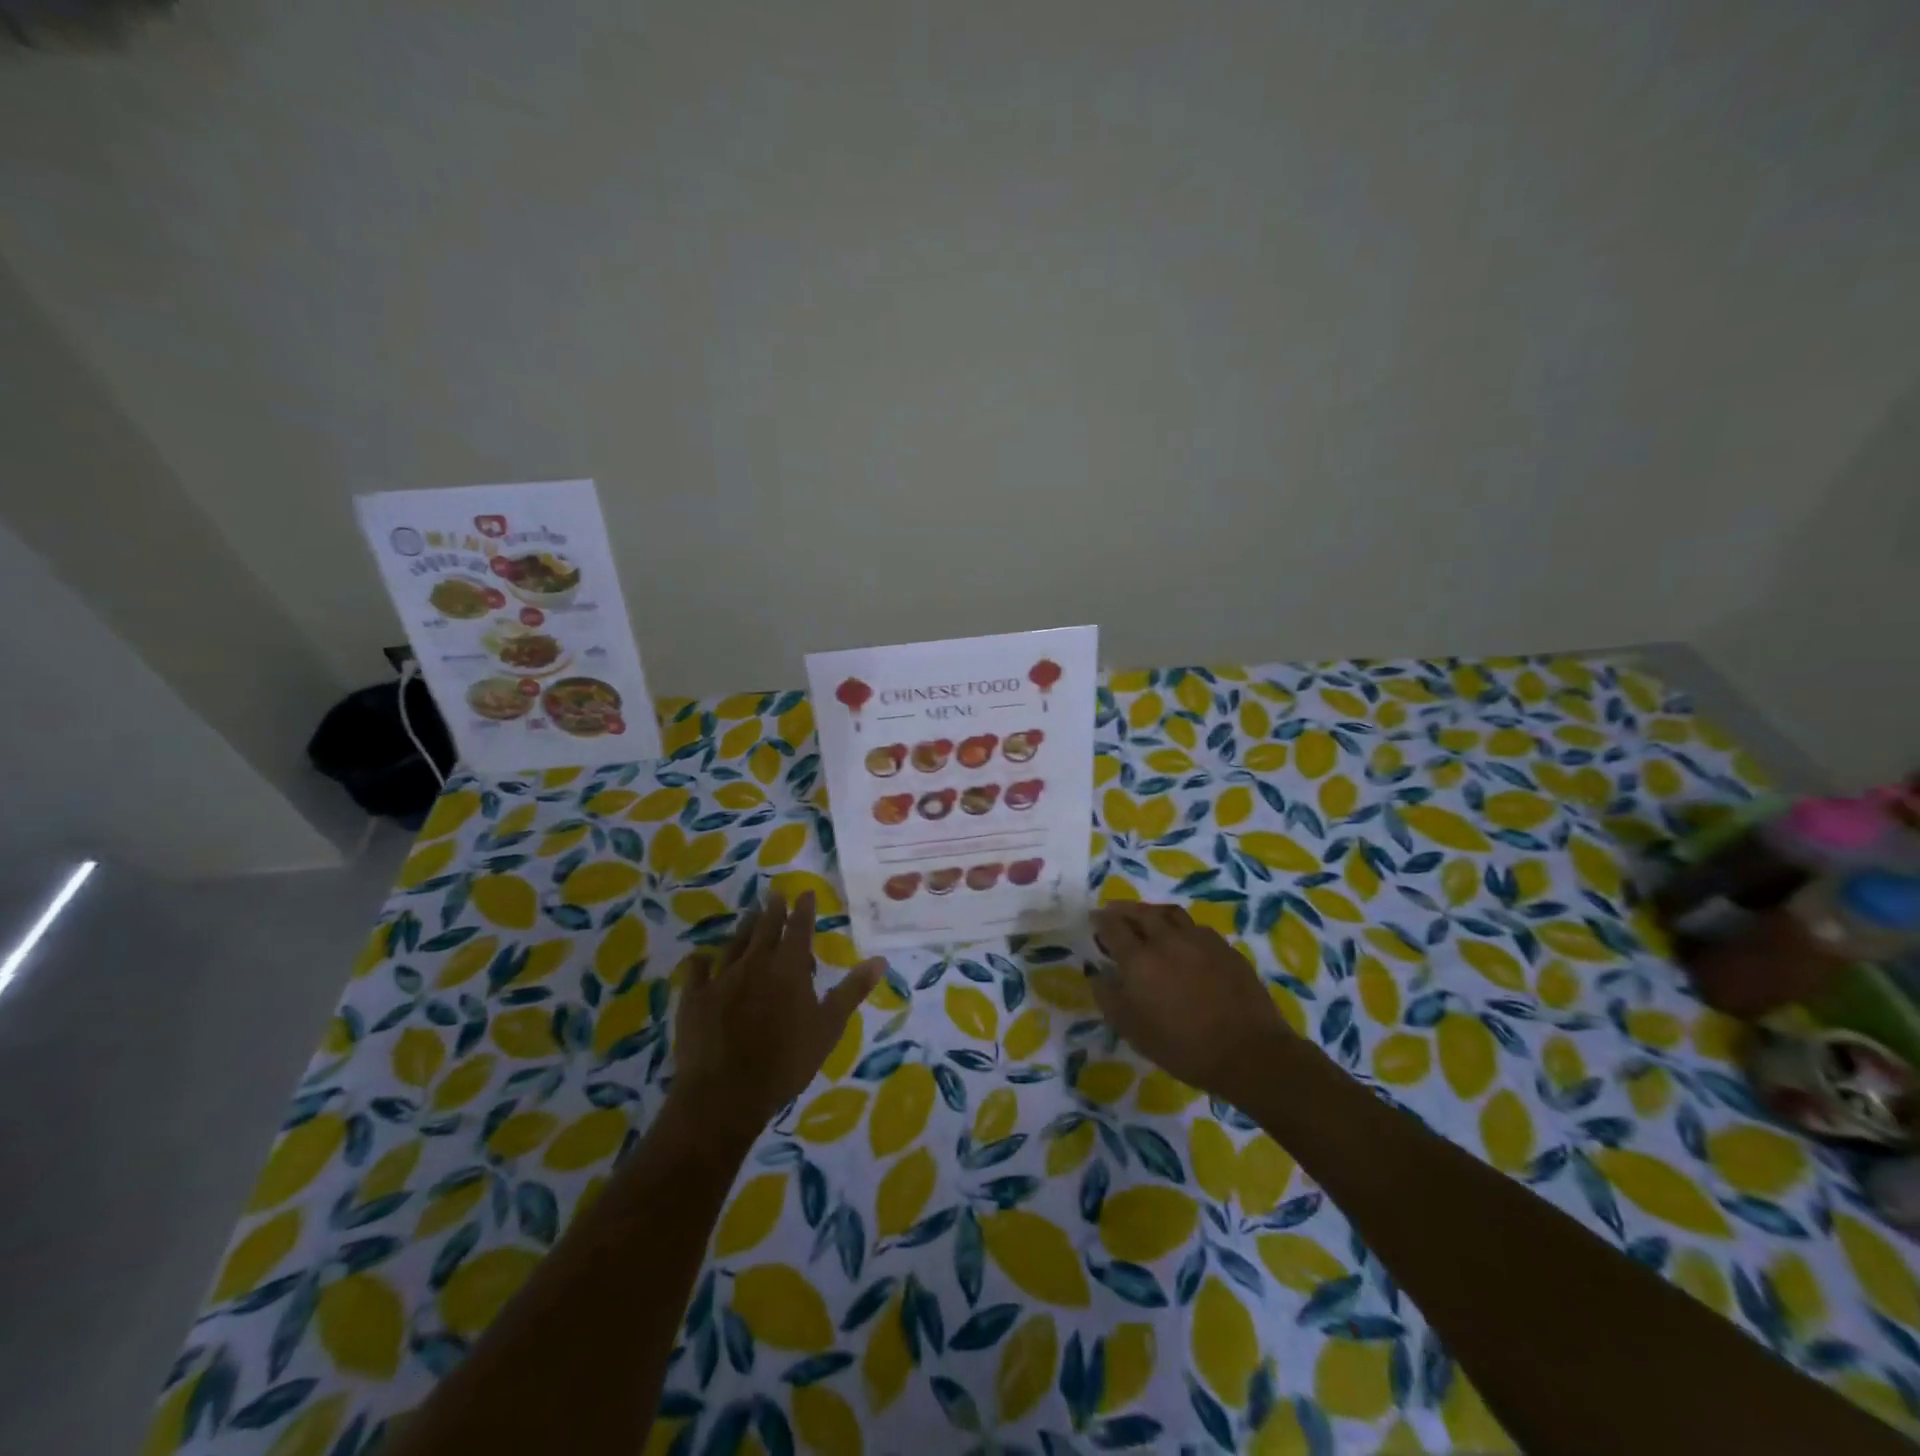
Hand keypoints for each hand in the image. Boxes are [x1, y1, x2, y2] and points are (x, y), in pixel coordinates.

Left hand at [671, 892, 882, 1142]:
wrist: (726, 1093)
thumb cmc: (786, 1061)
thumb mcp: (829, 1027)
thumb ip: (852, 990)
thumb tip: (880, 960)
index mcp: (789, 967)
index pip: (799, 928)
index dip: (804, 909)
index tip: (806, 893)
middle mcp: (755, 963)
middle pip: (765, 928)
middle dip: (772, 909)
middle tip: (774, 894)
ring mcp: (722, 978)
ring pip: (734, 943)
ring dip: (744, 928)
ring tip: (748, 915)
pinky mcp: (695, 998)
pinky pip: (698, 971)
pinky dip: (702, 962)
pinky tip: (703, 959)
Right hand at [1090, 901, 1291, 1104]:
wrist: (1248, 1053)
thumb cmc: (1182, 1046)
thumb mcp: (1133, 1030)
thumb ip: (1108, 997)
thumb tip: (1097, 972)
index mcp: (1139, 959)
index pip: (1112, 926)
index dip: (1100, 920)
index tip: (1093, 919)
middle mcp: (1167, 939)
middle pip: (1140, 912)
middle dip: (1123, 909)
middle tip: (1114, 912)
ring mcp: (1200, 940)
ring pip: (1170, 913)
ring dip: (1152, 912)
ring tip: (1147, 919)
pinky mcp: (1225, 948)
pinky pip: (1196, 927)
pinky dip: (1181, 927)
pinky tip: (1183, 940)